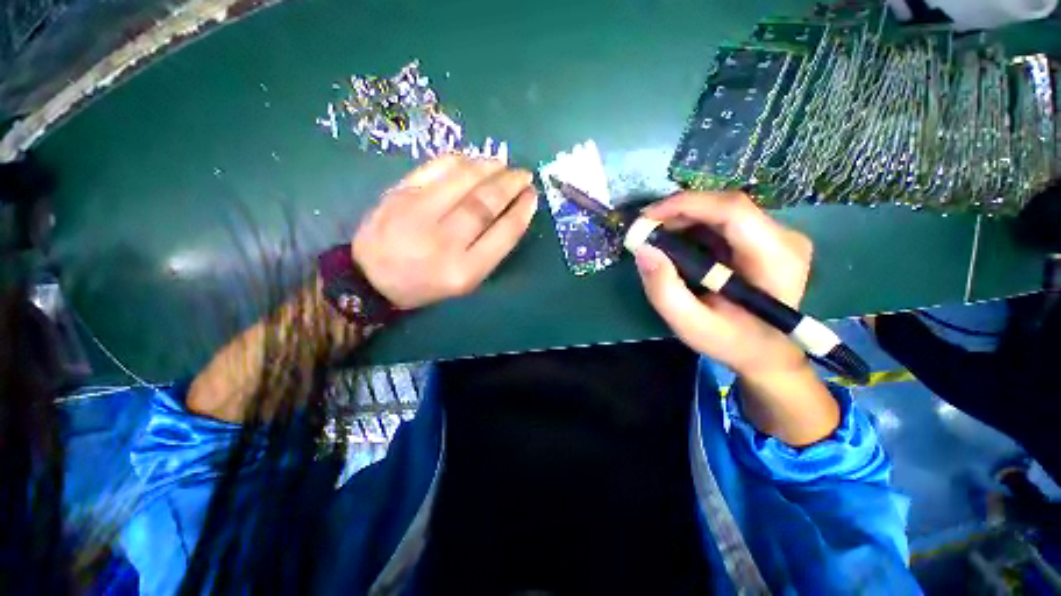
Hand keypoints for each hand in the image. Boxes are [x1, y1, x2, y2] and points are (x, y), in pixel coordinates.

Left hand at [352, 155, 537, 309]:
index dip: (521, 211)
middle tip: (523, 175)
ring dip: (489, 167)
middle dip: (510, 185)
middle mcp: (443, 241)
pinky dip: (460, 160)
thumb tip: (510, 212)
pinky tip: (474, 160)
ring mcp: (418, 213)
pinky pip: (436, 168)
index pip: (503, 234)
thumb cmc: (425, 285)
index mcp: (464, 271)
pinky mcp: (399, 194)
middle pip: (485, 204)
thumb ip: (488, 251)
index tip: (532, 197)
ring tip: (503, 164)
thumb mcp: (464, 282)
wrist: (371, 278)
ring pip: (463, 180)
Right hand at [634, 191, 812, 376]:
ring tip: (655, 236)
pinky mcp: (766, 237)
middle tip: (645, 230)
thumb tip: (643, 250)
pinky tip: (676, 242)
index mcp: (776, 259)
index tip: (646, 218)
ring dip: (683, 218)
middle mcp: (784, 237)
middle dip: (678, 212)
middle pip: (725, 206)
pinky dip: (693, 225)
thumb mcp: (691, 325)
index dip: (686, 205)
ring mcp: (778, 235)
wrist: (766, 351)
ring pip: (722, 210)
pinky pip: (724, 220)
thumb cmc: (731, 341)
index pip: (733, 211)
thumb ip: (664, 290)